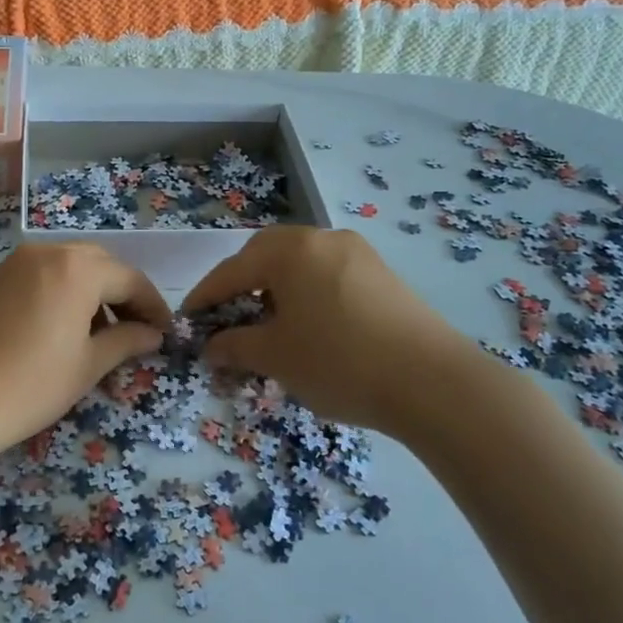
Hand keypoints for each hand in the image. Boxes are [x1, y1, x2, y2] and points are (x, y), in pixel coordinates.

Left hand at [0, 243, 171, 466]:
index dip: (153, 306)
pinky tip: (61, 329)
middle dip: (123, 294)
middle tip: (136, 331)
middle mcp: (47, 253)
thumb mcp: (86, 365)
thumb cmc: (29, 385)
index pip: (130, 279)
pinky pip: (42, 275)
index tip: (166, 334)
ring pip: (69, 268)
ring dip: (93, 293)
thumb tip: (153, 334)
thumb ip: (126, 341)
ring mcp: (15, 263)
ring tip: (100, 335)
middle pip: (100, 265)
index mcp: (77, 268)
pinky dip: (63, 293)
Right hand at [183, 226, 488, 440]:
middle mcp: (322, 239)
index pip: (231, 271)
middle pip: (265, 256)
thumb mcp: (276, 357)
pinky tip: (310, 327)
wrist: (435, 383)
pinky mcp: (382, 274)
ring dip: (275, 290)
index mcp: (290, 251)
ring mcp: (358, 254)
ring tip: (269, 326)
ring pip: (299, 265)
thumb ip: (234, 346)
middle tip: (228, 319)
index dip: (204, 298)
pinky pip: (327, 275)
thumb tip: (210, 347)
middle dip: (241, 287)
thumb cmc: (339, 363)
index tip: (187, 322)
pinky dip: (306, 295)